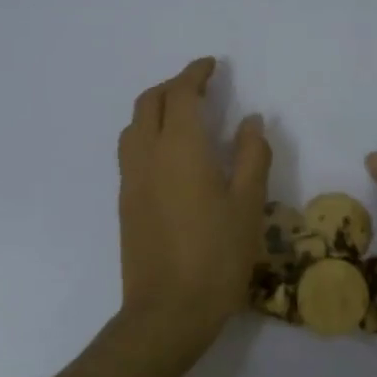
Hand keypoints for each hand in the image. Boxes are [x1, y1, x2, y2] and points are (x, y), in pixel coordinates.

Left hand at [117, 57, 271, 338]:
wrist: (167, 311)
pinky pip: (130, 150)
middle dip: (173, 86)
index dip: (195, 73)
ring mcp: (130, 179)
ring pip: (134, 125)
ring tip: (182, 116)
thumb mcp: (249, 204)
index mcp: (179, 147)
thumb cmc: (217, 255)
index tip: (211, 65)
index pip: (181, 93)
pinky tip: (170, 154)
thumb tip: (250, 120)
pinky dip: (147, 133)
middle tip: (200, 87)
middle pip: (149, 102)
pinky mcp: (124, 202)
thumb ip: (252, 155)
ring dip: (155, 108)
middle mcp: (147, 154)